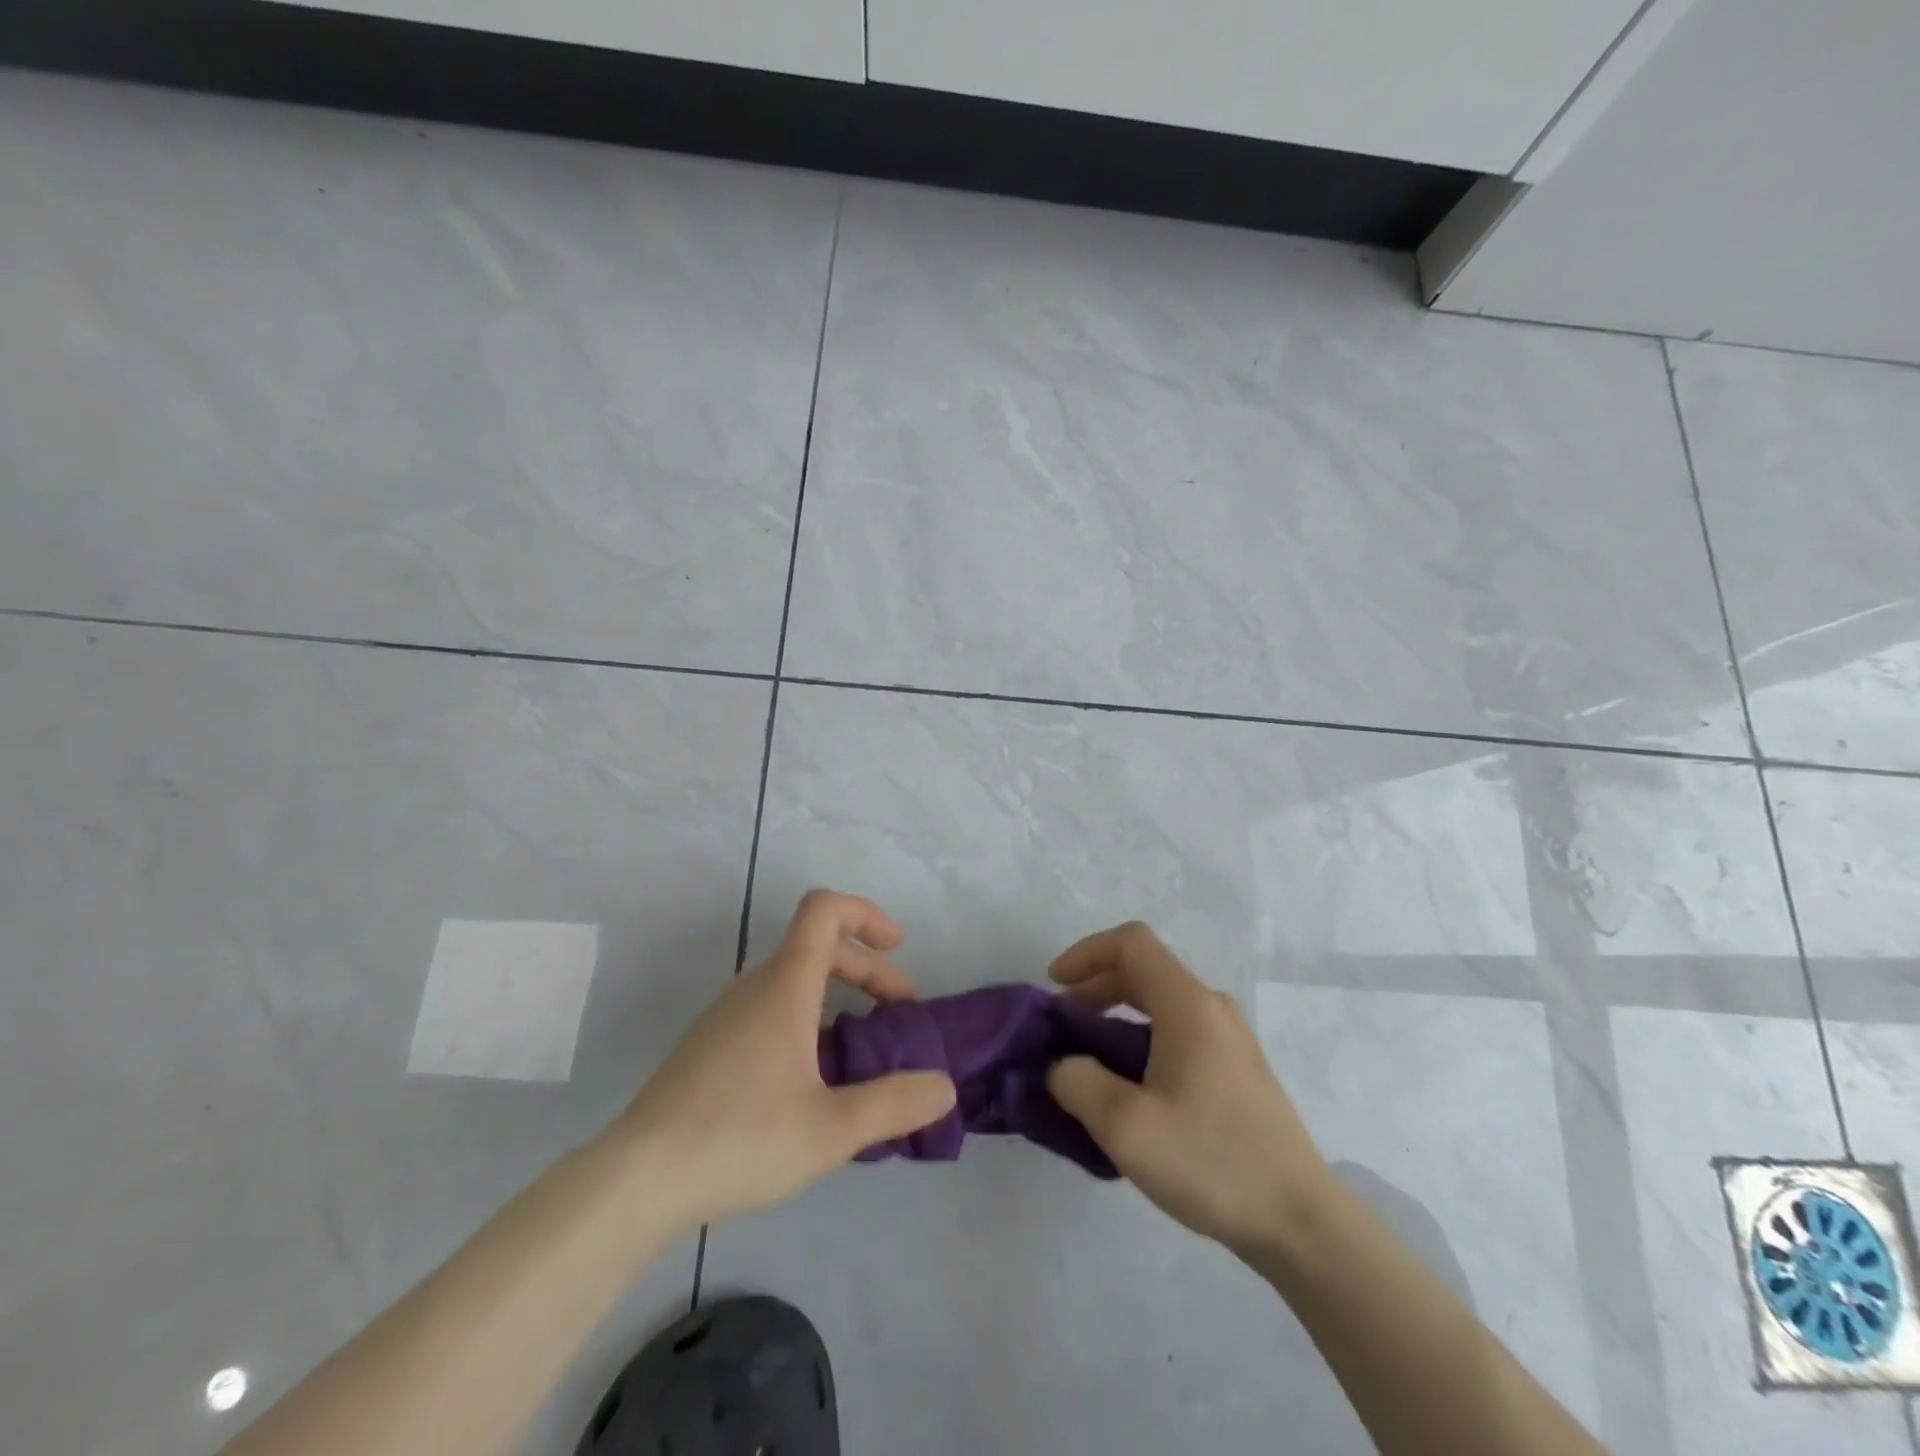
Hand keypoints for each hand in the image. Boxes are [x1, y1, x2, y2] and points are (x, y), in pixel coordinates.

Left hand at [611, 891, 956, 1235]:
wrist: (635, 1181)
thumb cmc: (740, 1139)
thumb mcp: (832, 1129)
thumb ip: (895, 1104)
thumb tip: (944, 1086)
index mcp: (784, 986)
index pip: (824, 910)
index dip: (867, 914)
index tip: (899, 947)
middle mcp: (754, 987)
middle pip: (818, 946)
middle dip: (867, 968)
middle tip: (898, 1014)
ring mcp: (727, 1015)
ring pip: (793, 979)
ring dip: (838, 995)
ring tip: (863, 1050)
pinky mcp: (710, 1045)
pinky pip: (771, 1007)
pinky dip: (808, 1018)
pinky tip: (814, 1079)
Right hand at [1046, 922, 1332, 1258]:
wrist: (1302, 1222)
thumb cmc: (1212, 1162)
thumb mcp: (1127, 1128)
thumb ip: (1079, 1084)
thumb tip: (1064, 1066)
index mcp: (1188, 1004)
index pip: (1131, 943)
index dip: (1086, 952)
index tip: (1055, 986)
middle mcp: (1212, 1008)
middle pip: (1144, 969)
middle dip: (1095, 986)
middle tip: (1064, 1024)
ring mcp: (1230, 1038)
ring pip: (1161, 1001)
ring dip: (1117, 1014)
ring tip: (1089, 1058)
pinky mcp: (1237, 1069)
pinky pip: (1179, 1030)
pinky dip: (1141, 1036)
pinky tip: (1130, 1086)